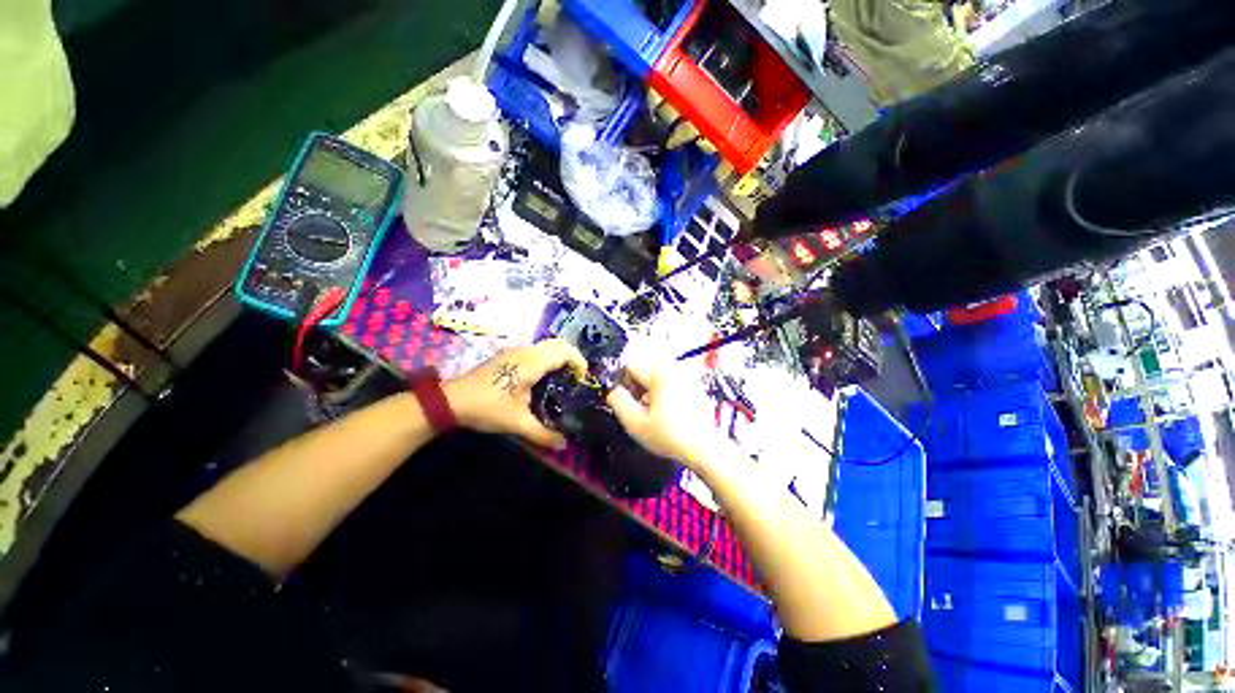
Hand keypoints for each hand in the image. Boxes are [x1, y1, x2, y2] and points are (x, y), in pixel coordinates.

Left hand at [445, 339, 585, 448]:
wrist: (450, 400)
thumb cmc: (486, 407)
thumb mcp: (516, 423)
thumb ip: (543, 433)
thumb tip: (564, 444)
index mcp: (532, 362)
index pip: (565, 352)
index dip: (580, 363)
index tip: (583, 381)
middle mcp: (526, 351)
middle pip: (559, 344)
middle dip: (573, 358)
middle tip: (576, 380)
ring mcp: (516, 351)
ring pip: (547, 346)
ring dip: (560, 358)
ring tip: (563, 380)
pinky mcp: (509, 355)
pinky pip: (537, 350)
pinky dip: (548, 359)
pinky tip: (544, 380)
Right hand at [605, 358, 723, 469]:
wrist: (704, 448)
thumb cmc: (670, 436)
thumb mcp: (635, 423)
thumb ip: (618, 402)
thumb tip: (612, 391)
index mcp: (660, 373)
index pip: (631, 364)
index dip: (623, 381)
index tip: (626, 398)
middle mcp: (674, 369)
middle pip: (644, 367)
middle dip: (637, 384)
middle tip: (639, 406)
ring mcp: (686, 376)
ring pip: (656, 375)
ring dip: (649, 389)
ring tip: (652, 410)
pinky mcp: (693, 385)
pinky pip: (670, 381)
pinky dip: (663, 391)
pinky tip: (665, 411)